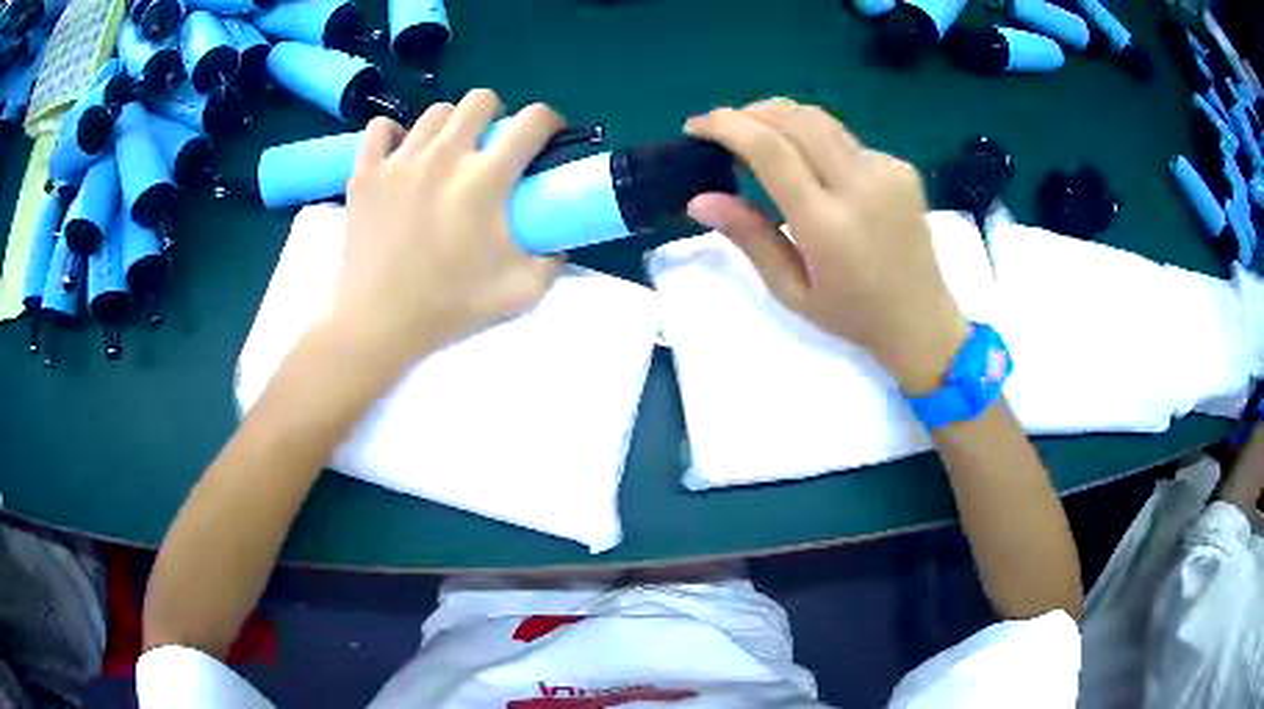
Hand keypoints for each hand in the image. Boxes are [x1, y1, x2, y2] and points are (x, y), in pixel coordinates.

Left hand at [329, 90, 565, 371]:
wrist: (377, 324)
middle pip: (480, 99)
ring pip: (434, 112)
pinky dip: (393, 135)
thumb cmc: (449, 307)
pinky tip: (400, 155)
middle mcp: (444, 155)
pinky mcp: (365, 172)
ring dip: (450, 126)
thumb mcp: (521, 292)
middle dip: (496, 113)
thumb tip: (559, 243)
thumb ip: (552, 261)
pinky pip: (380, 128)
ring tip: (446, 155)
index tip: (546, 139)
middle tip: (490, 146)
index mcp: (485, 179)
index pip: (532, 121)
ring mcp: (399, 160)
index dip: (549, 121)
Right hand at [684, 98, 967, 393]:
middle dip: (752, 111)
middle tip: (727, 128)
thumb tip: (700, 199)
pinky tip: (815, 169)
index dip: (727, 126)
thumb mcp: (791, 290)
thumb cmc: (852, 315)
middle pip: (797, 118)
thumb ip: (749, 237)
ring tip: (761, 138)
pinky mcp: (902, 168)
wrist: (922, 320)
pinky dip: (818, 143)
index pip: (771, 150)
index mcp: (827, 223)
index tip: (696, 126)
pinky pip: (847, 140)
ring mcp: (887, 171)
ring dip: (783, 119)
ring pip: (823, 121)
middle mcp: (860, 185)